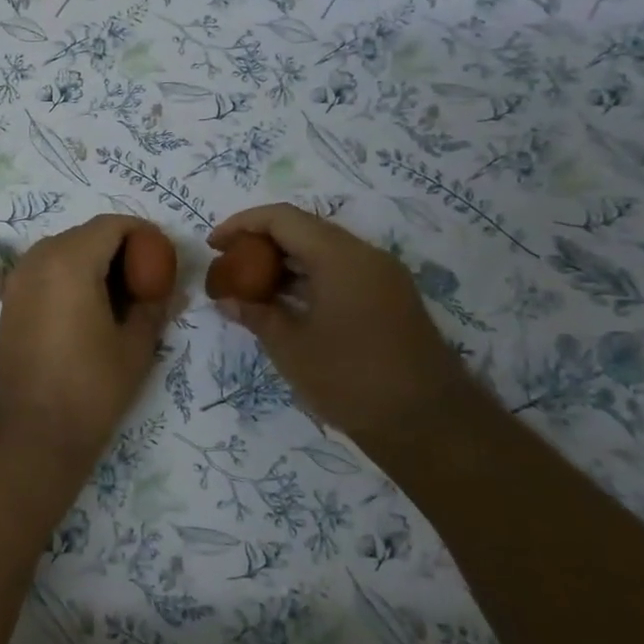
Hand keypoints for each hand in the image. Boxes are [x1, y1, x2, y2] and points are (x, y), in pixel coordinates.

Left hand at [0, 215, 172, 460]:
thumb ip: (154, 306)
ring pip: (65, 251)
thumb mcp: (135, 346)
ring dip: (96, 263)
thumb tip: (169, 290)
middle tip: (148, 282)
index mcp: (69, 260)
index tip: (164, 262)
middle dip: (121, 249)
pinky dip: (72, 277)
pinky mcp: (11, 301)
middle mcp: (38, 259)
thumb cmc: (89, 388)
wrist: (28, 436)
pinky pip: (47, 271)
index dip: (144, 235)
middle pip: (87, 235)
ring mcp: (19, 279)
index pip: (113, 225)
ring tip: (122, 300)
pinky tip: (92, 312)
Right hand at [208, 204, 469, 443]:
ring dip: (285, 262)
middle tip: (229, 265)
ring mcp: (382, 277)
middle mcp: (365, 256)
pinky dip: (308, 279)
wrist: (429, 425)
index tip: (214, 246)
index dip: (242, 224)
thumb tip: (227, 300)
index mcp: (340, 257)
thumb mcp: (291, 348)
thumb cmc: (352, 380)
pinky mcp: (390, 299)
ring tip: (250, 286)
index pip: (283, 218)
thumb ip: (256, 315)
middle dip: (261, 242)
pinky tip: (285, 304)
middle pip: (304, 229)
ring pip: (324, 251)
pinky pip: (341, 272)